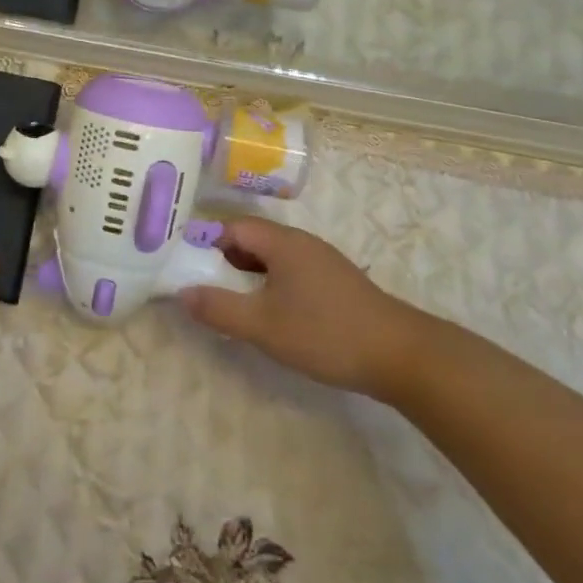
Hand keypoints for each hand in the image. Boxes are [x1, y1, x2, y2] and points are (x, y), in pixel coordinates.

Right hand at [179, 217, 427, 398]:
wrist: (401, 355)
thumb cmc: (325, 333)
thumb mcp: (263, 325)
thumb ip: (219, 308)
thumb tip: (181, 293)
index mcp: (282, 242)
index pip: (232, 227)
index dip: (205, 242)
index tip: (184, 264)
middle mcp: (301, 243)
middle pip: (252, 240)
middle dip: (223, 260)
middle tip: (202, 287)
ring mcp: (321, 262)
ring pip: (272, 259)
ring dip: (247, 276)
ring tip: (230, 303)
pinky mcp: (335, 283)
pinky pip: (289, 273)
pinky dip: (269, 286)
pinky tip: (268, 314)